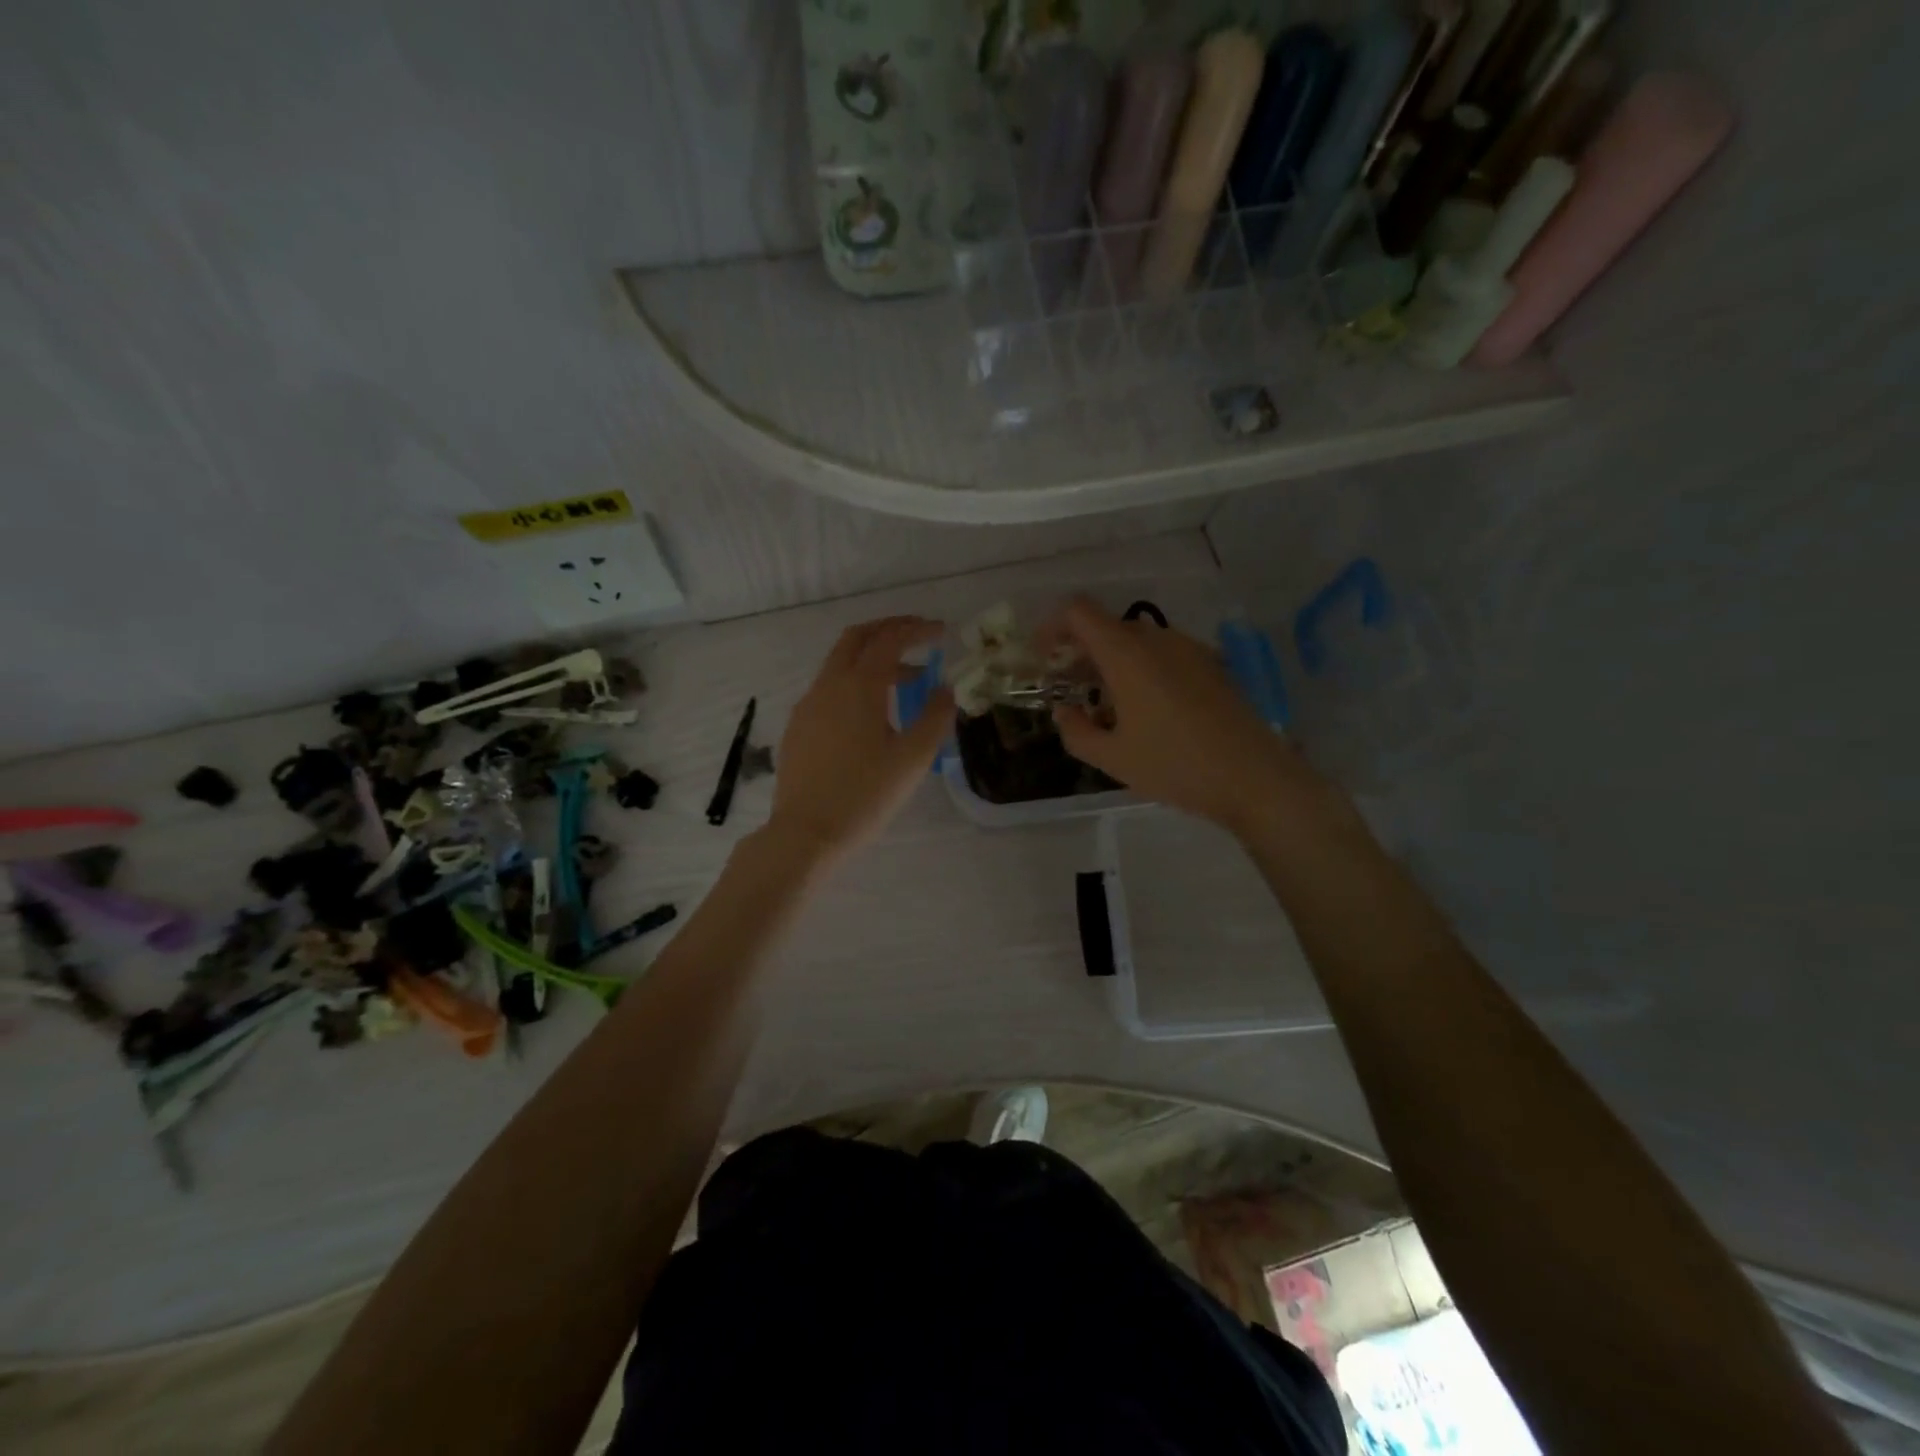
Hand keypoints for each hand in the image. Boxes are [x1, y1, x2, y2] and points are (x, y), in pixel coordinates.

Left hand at [765, 616, 952, 863]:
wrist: (806, 833)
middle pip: (857, 638)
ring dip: (873, 659)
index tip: (942, 632)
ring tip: (907, 680)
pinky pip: (829, 688)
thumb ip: (934, 717)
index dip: (917, 629)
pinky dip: (854, 682)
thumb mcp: (913, 759)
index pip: (890, 639)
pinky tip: (871, 713)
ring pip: (840, 663)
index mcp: (859, 685)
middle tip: (918, 636)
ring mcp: (808, 704)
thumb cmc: (865, 795)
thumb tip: (945, 689)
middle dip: (889, 629)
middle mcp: (829, 684)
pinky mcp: (798, 726)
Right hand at [1047, 597, 1302, 837]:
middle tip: (1070, 686)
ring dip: (1112, 659)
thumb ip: (1076, 732)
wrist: (1254, 777)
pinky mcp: (1211, 665)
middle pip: (1108, 625)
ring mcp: (1189, 649)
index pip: (1079, 612)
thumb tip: (1064, 713)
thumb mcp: (1113, 759)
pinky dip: (1142, 667)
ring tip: (1107, 702)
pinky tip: (1147, 709)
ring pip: (1137, 640)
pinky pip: (1164, 653)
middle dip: (1081, 649)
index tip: (1044, 658)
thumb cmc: (1175, 766)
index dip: (1053, 627)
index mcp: (1127, 654)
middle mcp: (1157, 640)